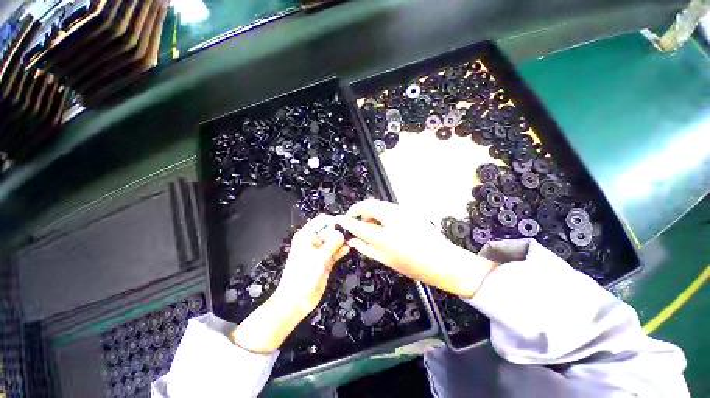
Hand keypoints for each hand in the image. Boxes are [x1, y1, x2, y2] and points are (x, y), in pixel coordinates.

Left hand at [232, 214, 348, 353]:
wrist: (295, 301)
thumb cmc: (302, 276)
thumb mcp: (318, 258)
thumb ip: (332, 244)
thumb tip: (342, 233)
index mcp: (306, 236)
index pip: (322, 220)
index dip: (334, 221)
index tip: (347, 224)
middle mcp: (313, 241)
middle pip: (329, 230)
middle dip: (340, 232)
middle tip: (351, 234)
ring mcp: (319, 251)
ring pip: (333, 241)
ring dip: (342, 241)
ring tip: (352, 241)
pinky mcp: (324, 261)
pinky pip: (334, 252)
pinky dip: (340, 250)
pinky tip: (347, 249)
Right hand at [336, 199, 495, 297]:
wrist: (446, 262)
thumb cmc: (418, 264)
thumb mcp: (387, 259)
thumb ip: (367, 248)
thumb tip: (354, 241)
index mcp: (387, 232)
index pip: (359, 221)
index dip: (347, 220)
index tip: (340, 221)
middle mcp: (394, 215)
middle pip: (369, 205)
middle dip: (359, 213)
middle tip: (356, 226)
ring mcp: (403, 211)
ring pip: (378, 205)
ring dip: (370, 213)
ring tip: (370, 228)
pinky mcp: (409, 211)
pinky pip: (388, 208)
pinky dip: (380, 214)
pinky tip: (383, 227)